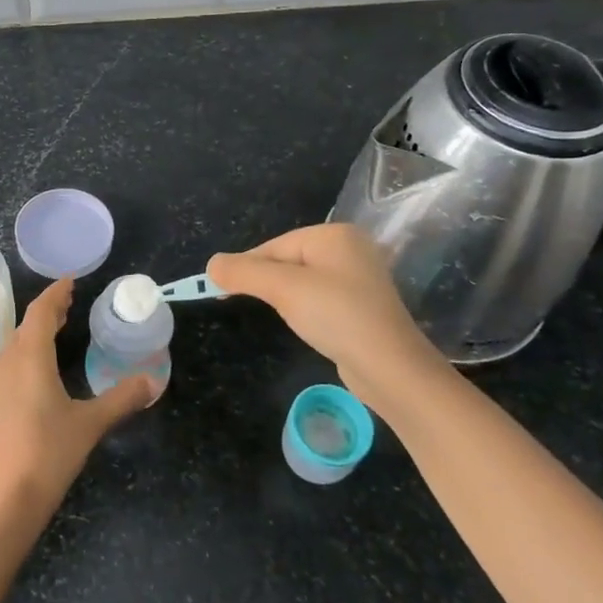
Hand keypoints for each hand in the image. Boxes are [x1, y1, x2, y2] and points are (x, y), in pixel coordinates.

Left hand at [0, 278, 154, 520]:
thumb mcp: (90, 424)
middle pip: (25, 327)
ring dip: (35, 334)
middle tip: (69, 304)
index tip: (70, 282)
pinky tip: (40, 371)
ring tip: (57, 331)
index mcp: (29, 358)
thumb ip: (121, 398)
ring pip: (14, 347)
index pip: (40, 313)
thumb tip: (153, 379)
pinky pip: (10, 365)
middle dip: (47, 313)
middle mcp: (6, 364)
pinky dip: (27, 354)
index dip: (55, 295)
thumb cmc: (48, 454)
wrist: (2, 502)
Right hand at [209, 223, 446, 400]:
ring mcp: (358, 277)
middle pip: (287, 260)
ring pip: (302, 280)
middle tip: (238, 303)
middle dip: (264, 281)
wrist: (390, 368)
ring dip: (282, 296)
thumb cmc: (336, 316)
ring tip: (274, 314)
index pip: (274, 245)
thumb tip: (211, 264)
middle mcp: (349, 249)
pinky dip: (303, 308)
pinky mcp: (361, 305)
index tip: (219, 290)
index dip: (245, 267)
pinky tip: (302, 323)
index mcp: (334, 235)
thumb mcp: (284, 289)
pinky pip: (319, 297)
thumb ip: (244, 272)